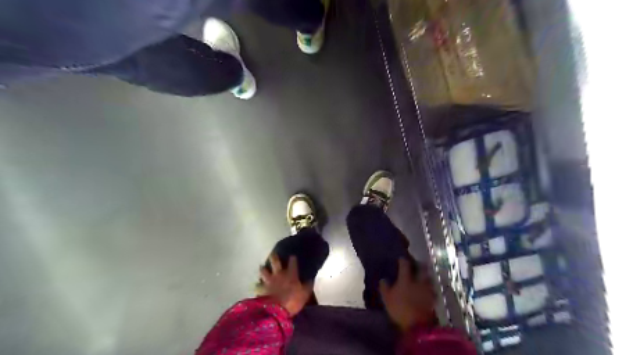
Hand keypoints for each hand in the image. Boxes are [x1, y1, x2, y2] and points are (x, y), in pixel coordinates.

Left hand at [260, 255, 313, 315]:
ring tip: (262, 267)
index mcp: (291, 274)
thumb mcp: (305, 294)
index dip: (293, 259)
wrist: (277, 311)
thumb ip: (307, 286)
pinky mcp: (261, 289)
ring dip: (263, 269)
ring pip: (264, 271)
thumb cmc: (293, 301)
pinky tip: (257, 286)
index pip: (292, 263)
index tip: (293, 256)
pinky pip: (258, 286)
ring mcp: (269, 281)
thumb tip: (310, 280)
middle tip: (272, 253)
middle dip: (274, 257)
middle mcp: (279, 274)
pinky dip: (257, 285)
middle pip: (275, 262)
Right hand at [377, 258, 438, 329]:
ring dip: (426, 275)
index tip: (401, 258)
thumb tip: (383, 279)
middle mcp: (418, 281)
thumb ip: (384, 287)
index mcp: (406, 279)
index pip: (405, 265)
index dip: (403, 260)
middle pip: (421, 269)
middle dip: (419, 265)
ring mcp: (427, 290)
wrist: (417, 325)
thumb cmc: (400, 309)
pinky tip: (427, 289)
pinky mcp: (433, 299)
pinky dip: (429, 288)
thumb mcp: (387, 298)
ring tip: (423, 276)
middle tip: (416, 264)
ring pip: (429, 278)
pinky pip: (432, 289)